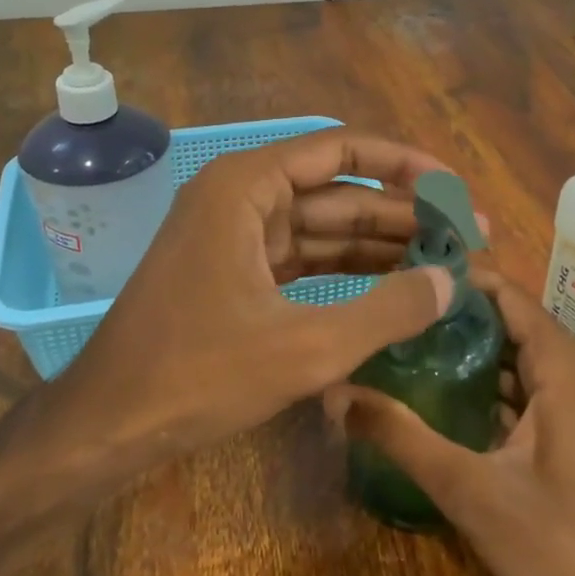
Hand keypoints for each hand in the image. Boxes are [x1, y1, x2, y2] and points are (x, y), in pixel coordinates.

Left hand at [27, 129, 455, 487]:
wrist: (108, 425)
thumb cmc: (197, 375)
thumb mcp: (304, 347)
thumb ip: (386, 310)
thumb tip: (452, 282)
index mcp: (246, 187)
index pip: (342, 150)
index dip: (405, 165)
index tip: (455, 190)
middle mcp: (240, 197)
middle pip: (338, 191)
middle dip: (401, 213)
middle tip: (466, 236)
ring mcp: (235, 235)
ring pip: (323, 227)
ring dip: (379, 244)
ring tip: (444, 262)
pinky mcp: (235, 272)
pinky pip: (303, 258)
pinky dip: (346, 270)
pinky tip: (393, 285)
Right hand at [329, 270, 574, 575]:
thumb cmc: (560, 547)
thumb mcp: (470, 490)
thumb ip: (402, 437)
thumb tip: (337, 393)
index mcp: (562, 365)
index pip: (506, 293)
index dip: (456, 280)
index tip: (400, 276)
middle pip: (509, 321)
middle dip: (454, 314)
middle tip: (392, 311)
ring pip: (518, 356)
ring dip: (470, 350)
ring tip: (406, 343)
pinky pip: (527, 387)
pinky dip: (489, 383)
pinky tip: (443, 395)